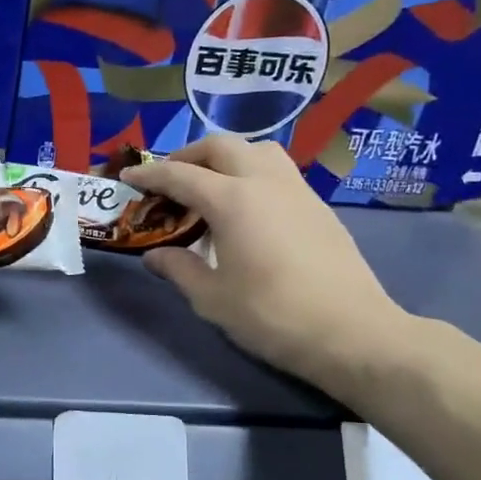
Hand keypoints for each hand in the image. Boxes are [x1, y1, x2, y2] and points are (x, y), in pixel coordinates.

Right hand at [124, 135, 412, 394]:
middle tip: (169, 181)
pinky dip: (251, 175)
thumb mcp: (212, 298)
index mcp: (232, 200)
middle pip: (220, 146)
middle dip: (188, 156)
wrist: (352, 333)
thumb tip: (155, 255)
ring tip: (210, 187)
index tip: (127, 176)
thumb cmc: (272, 315)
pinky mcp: (319, 207)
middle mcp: (265, 182)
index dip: (149, 174)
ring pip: (257, 150)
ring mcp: (297, 191)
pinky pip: (278, 172)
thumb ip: (178, 269)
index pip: (180, 175)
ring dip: (226, 158)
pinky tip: (246, 210)